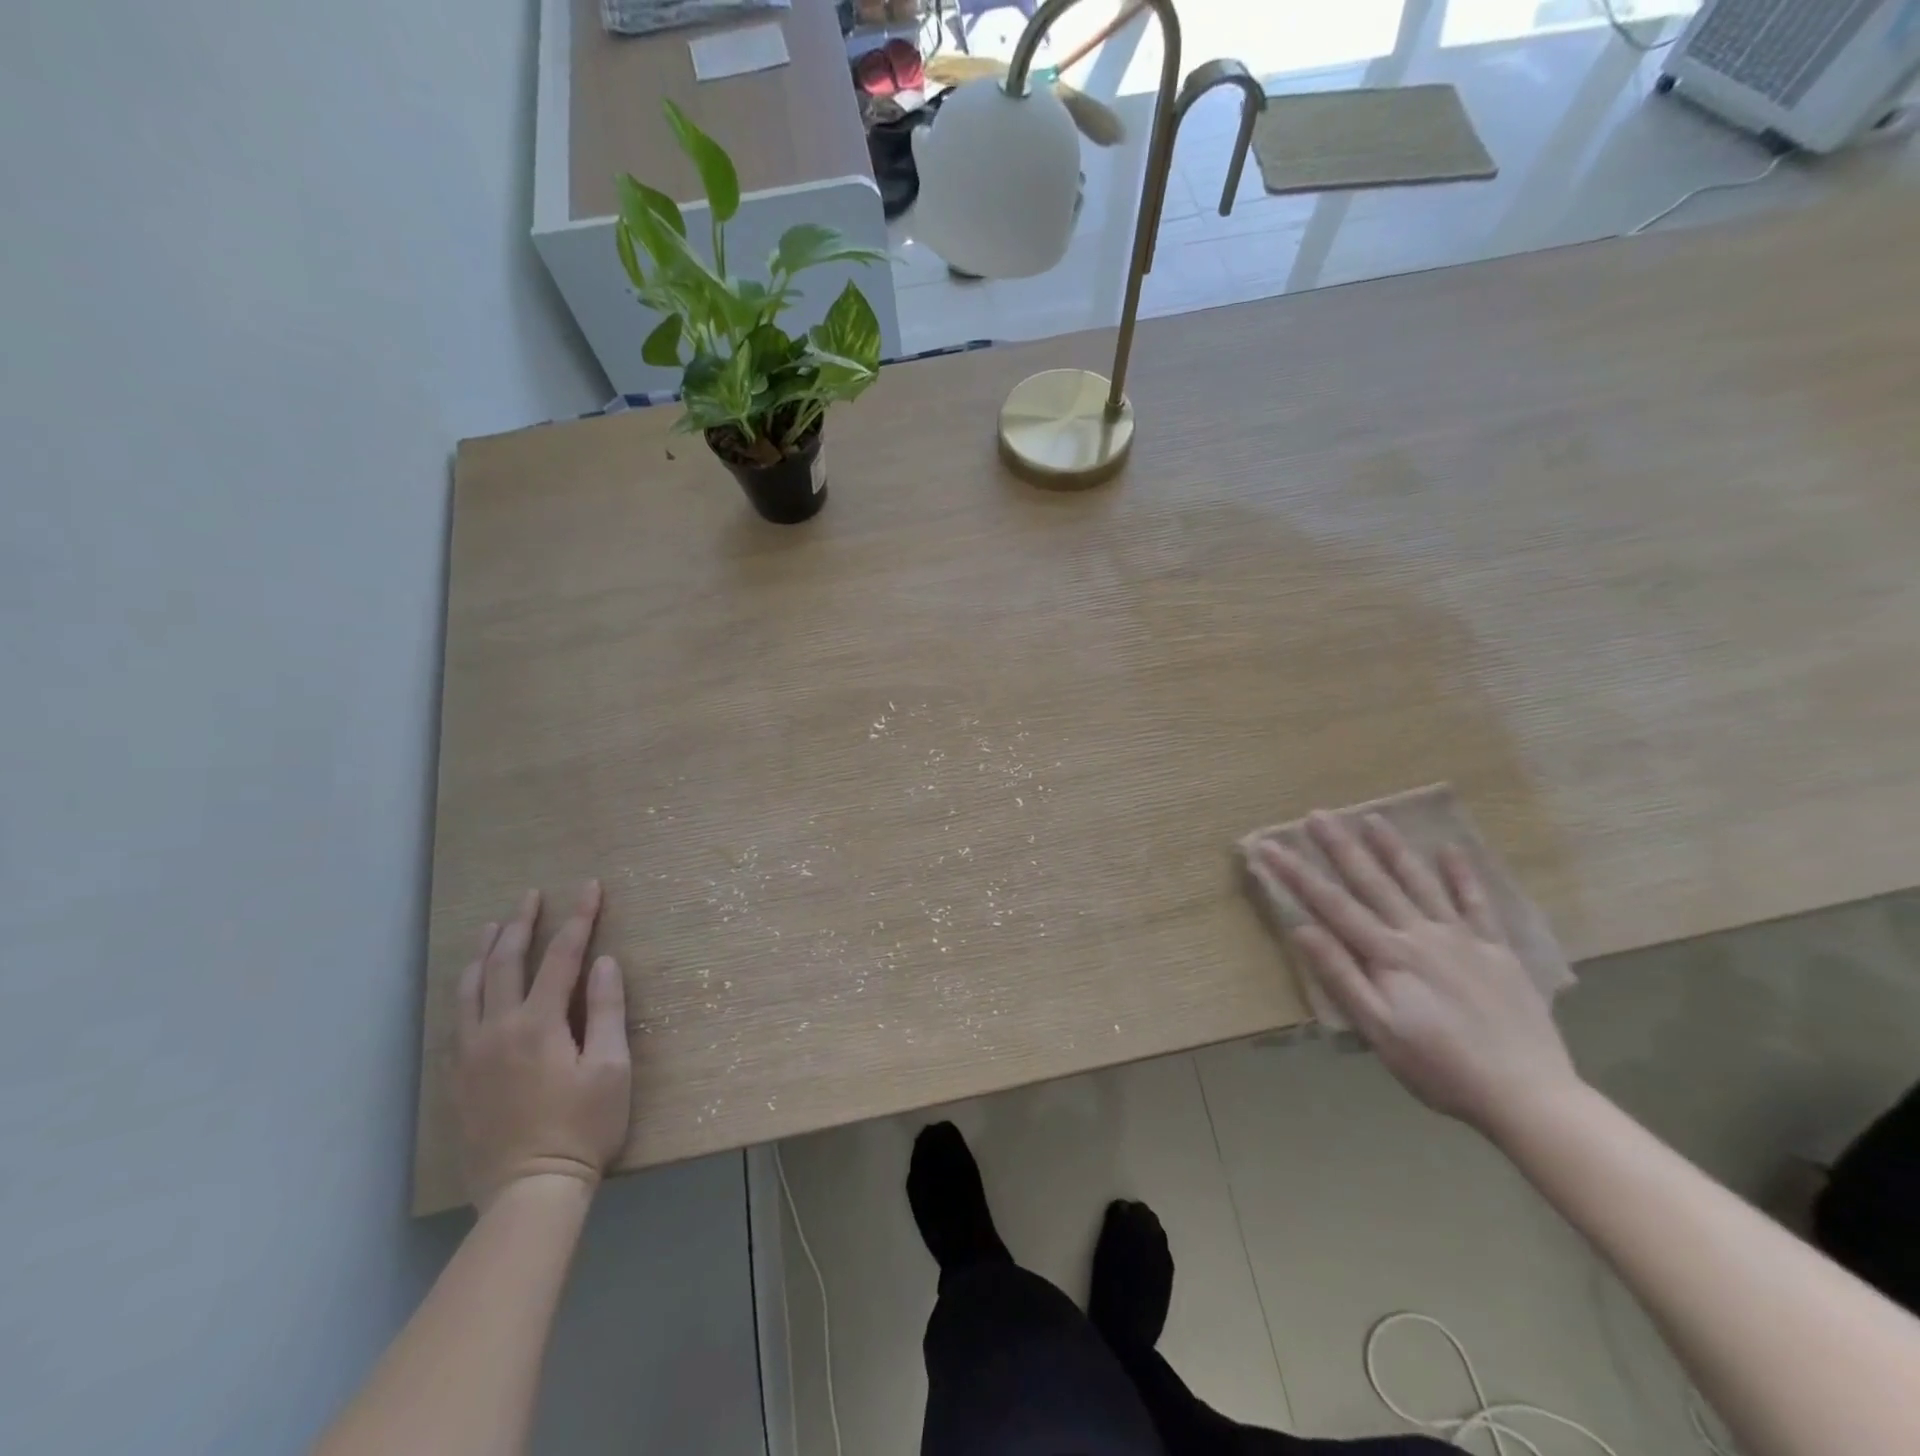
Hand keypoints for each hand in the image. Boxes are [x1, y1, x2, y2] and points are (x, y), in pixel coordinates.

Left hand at [454, 881, 631, 1209]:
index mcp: (539, 1024)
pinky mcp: (457, 1079)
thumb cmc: (583, 1128)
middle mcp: (498, 1029)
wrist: (529, 1192)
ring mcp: (471, 1054)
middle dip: (523, 923)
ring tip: (495, 926)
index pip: (562, 956)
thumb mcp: (611, 1068)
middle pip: (506, 962)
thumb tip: (604, 962)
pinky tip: (471, 986)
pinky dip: (464, 990)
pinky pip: (455, 1019)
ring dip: (485, 951)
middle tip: (532, 895)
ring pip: (470, 988)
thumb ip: (607, 1011)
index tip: (590, 888)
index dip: (579, 918)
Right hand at [1256, 812, 1580, 1136]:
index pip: (1331, 905)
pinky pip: (1477, 904)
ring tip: (1373, 818)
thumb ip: (1341, 975)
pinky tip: (1450, 850)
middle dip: (1341, 847)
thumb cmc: (1438, 1067)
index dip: (1296, 874)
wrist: (1527, 1095)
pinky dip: (1462, 876)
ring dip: (1393, 849)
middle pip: (1373, 883)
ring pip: (1420, 883)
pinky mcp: (1497, 951)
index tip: (1269, 846)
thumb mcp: (1377, 1029)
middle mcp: (1421, 935)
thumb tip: (1302, 928)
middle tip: (1317, 815)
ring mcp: (1462, 939)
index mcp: (1389, 955)